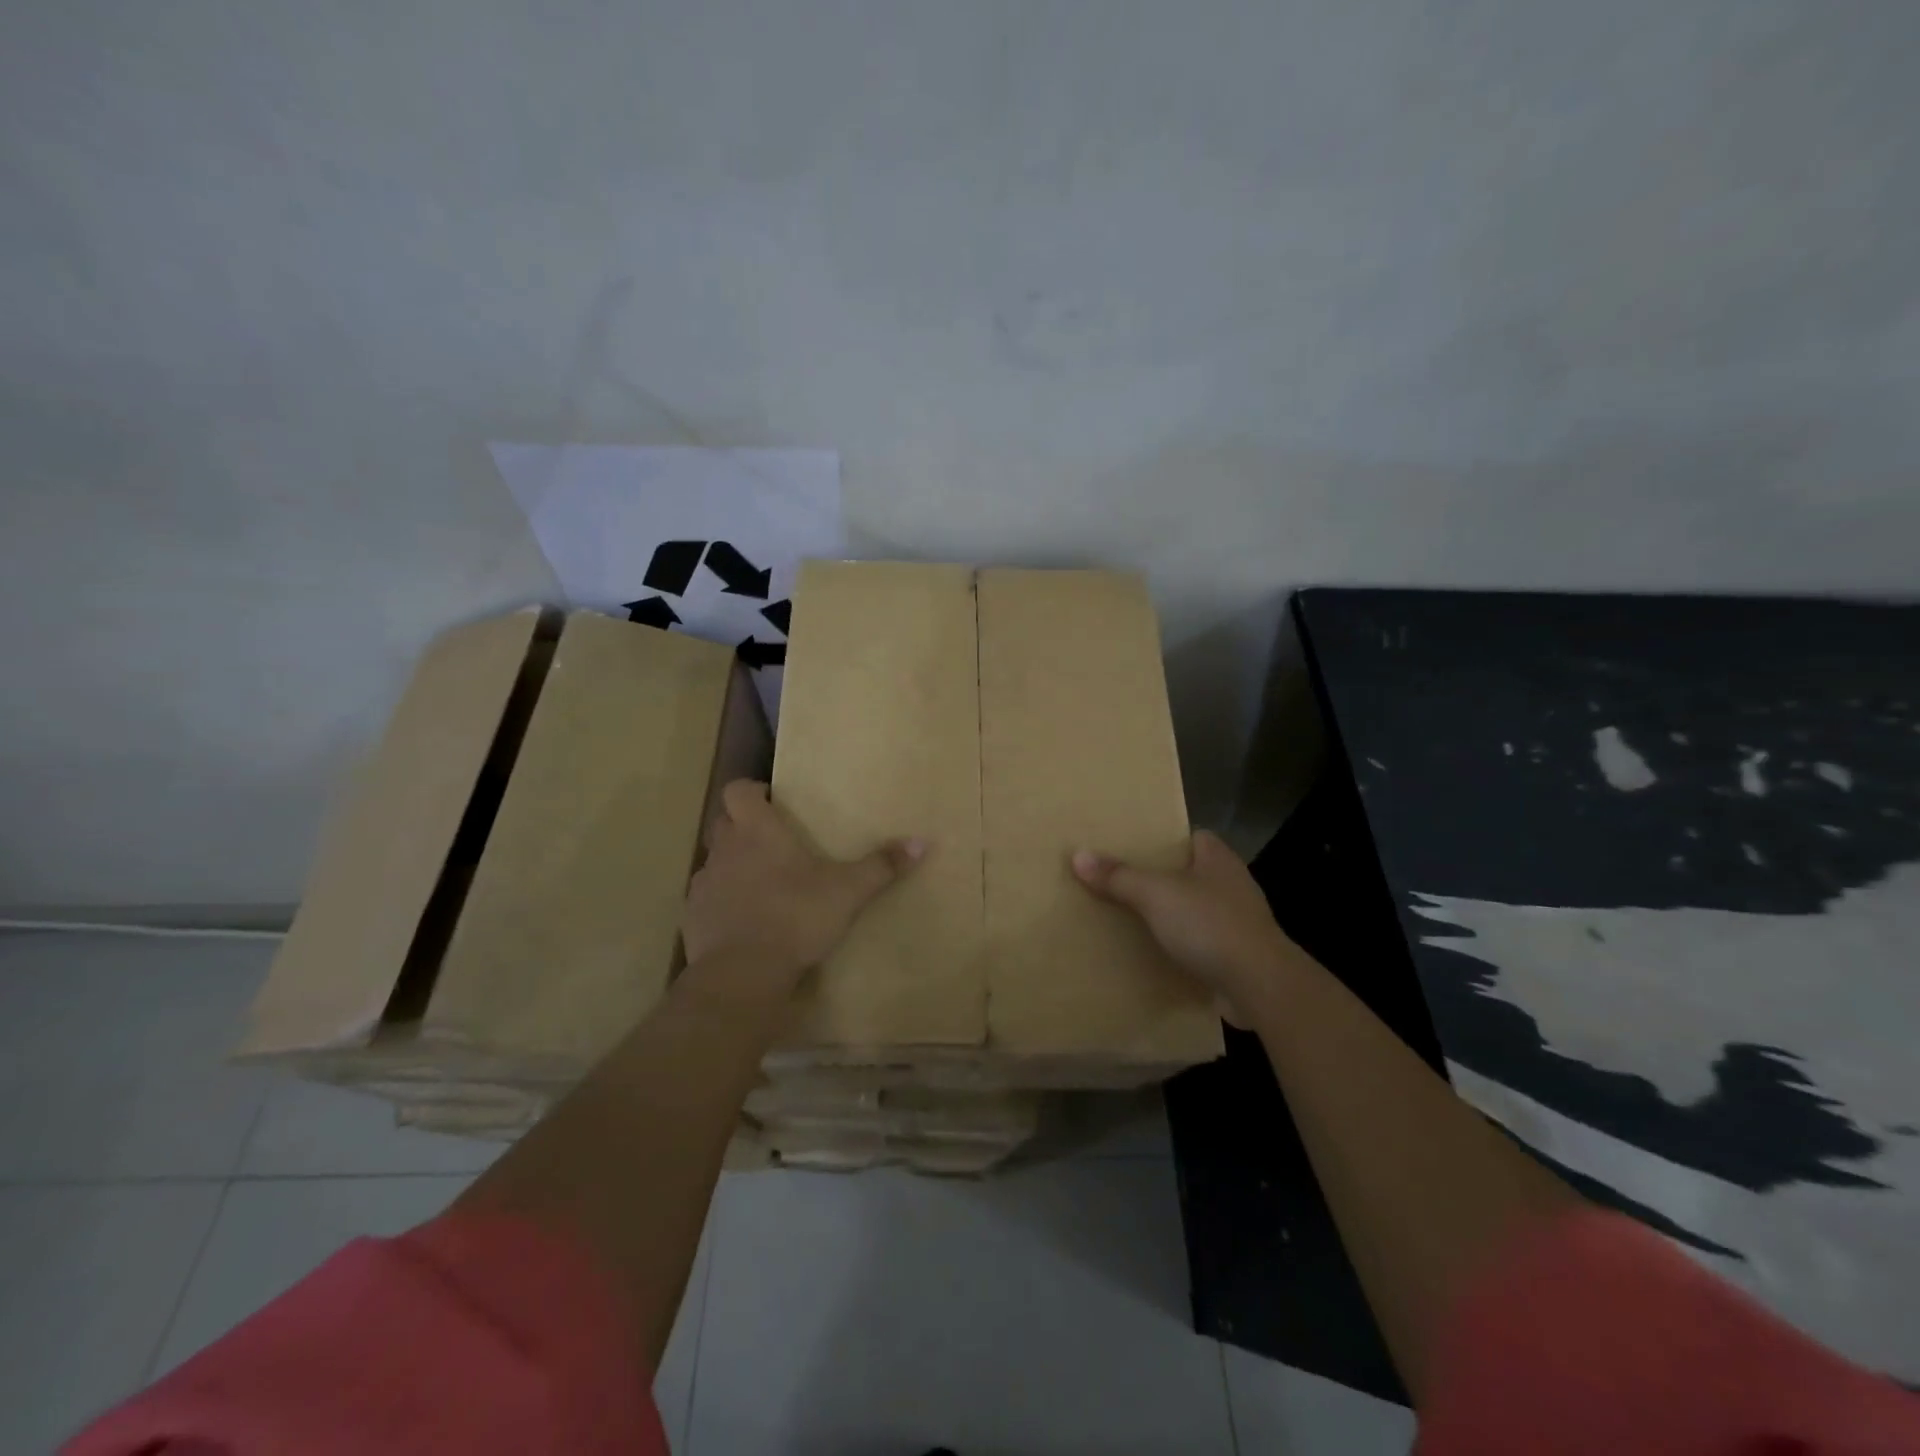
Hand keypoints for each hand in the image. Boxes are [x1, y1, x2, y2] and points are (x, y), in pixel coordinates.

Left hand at [682, 780, 924, 993]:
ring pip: (715, 861)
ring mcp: (704, 884)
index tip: (771, 801)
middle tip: (773, 841)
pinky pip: (707, 899)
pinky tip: (744, 921)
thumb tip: (922, 842)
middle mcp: (725, 850)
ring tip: (761, 883)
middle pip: (723, 823)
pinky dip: (723, 902)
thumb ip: (882, 865)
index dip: (751, 791)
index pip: (737, 791)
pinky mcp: (693, 918)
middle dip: (742, 826)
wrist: (743, 974)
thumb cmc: (795, 916)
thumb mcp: (848, 891)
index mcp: (757, 831)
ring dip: (732, 865)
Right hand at [1072, 831, 1299, 1020]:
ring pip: (1199, 910)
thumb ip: (1118, 876)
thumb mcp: (1155, 894)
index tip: (1137, 847)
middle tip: (1126, 881)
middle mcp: (1233, 885)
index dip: (1167, 839)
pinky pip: (1204, 944)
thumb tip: (1078, 855)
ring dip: (1175, 916)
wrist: (1259, 985)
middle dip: (1165, 878)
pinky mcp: (1239, 956)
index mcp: (1219, 859)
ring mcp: (1240, 923)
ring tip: (1136, 918)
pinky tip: (1159, 954)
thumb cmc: (1209, 924)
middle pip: (1193, 873)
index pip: (1194, 836)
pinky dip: (1185, 948)